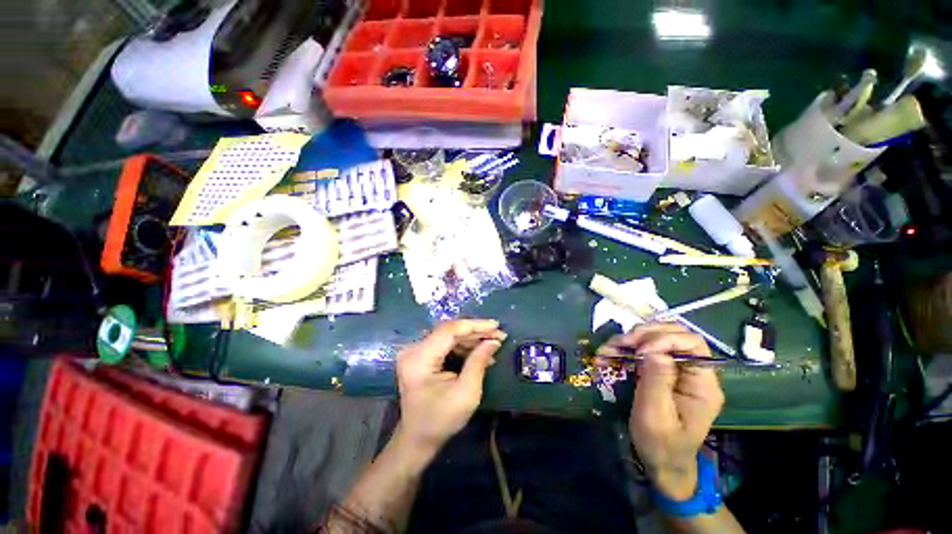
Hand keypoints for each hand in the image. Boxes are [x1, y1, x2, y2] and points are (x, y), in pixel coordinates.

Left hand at [395, 319, 505, 454]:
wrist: (417, 438)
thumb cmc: (441, 420)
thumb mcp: (466, 393)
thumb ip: (478, 362)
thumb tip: (493, 340)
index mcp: (420, 358)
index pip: (449, 330)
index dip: (475, 325)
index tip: (496, 325)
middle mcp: (414, 349)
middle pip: (449, 330)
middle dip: (476, 331)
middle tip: (499, 334)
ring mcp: (415, 351)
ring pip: (448, 335)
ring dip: (471, 338)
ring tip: (493, 343)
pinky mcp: (420, 355)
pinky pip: (445, 343)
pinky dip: (463, 346)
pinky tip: (479, 351)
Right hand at [606, 323, 724, 500]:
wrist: (660, 462)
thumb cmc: (660, 444)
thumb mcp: (655, 416)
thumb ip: (656, 382)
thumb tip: (653, 351)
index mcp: (703, 384)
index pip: (692, 344)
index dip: (664, 339)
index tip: (639, 351)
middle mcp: (693, 372)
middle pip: (674, 334)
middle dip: (645, 334)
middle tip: (622, 343)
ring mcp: (676, 370)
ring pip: (657, 338)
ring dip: (632, 338)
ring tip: (611, 347)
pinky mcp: (660, 371)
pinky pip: (645, 349)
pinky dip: (627, 347)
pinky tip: (611, 352)